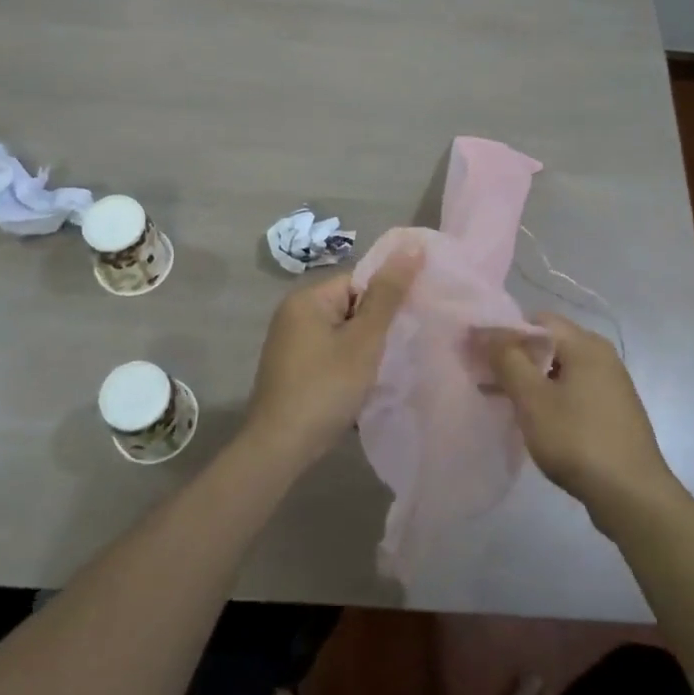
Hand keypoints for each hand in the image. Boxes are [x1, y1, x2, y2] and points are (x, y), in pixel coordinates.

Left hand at [243, 250, 421, 468]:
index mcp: (307, 298)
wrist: (280, 448)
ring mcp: (290, 344)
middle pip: (350, 307)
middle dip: (377, 327)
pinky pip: (330, 355)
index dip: (387, 300)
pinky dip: (347, 366)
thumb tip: (412, 246)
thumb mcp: (364, 340)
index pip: (359, 281)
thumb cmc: (325, 387)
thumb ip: (388, 294)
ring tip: (385, 369)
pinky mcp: (292, 370)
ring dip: (364, 350)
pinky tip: (362, 387)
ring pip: (342, 334)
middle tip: (402, 347)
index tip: (410, 322)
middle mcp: (293, 314)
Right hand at [481, 315, 677, 519]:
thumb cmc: (577, 440)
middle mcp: (602, 356)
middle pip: (549, 343)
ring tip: (501, 400)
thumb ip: (506, 359)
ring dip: (530, 380)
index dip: (503, 332)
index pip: (536, 320)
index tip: (478, 353)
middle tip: (485, 377)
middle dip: (515, 357)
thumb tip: (484, 331)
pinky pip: (573, 391)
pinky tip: (533, 419)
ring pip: (559, 369)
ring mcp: (611, 385)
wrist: (632, 496)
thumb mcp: (533, 399)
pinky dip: (549, 397)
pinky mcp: (612, 411)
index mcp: (585, 344)